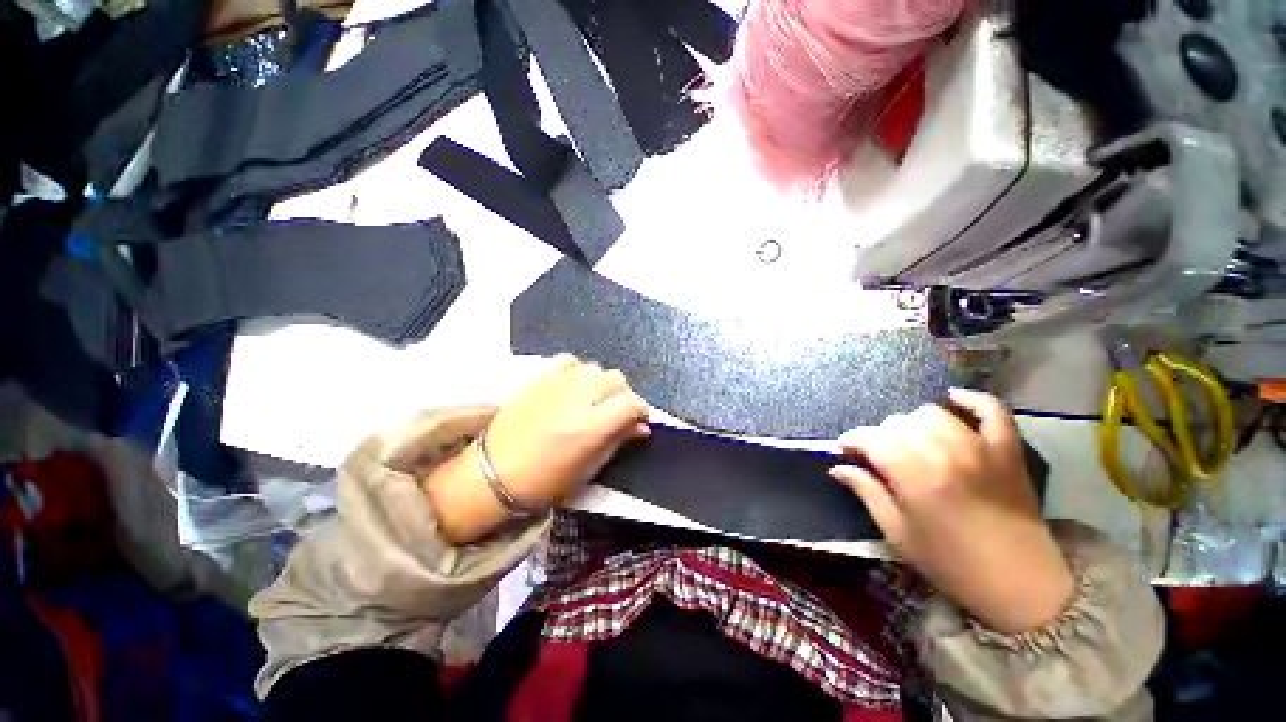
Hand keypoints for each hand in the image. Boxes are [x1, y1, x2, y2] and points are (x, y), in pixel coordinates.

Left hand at [424, 355, 649, 542]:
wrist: (492, 475)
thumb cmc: (543, 484)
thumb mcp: (588, 469)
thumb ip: (618, 441)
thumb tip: (642, 427)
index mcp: (588, 428)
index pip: (630, 403)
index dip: (641, 410)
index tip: (638, 420)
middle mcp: (575, 400)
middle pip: (617, 379)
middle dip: (624, 395)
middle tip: (617, 412)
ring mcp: (555, 385)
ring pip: (596, 368)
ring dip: (602, 383)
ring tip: (594, 400)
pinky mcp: (538, 378)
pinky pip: (569, 361)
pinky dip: (578, 371)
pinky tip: (574, 386)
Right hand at [830, 389, 1073, 633]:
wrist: (1020, 584)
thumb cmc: (951, 563)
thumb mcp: (898, 534)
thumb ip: (867, 492)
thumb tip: (838, 467)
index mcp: (916, 476)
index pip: (871, 438)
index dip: (851, 440)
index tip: (844, 450)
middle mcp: (946, 453)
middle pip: (898, 423)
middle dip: (880, 436)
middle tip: (879, 457)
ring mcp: (981, 447)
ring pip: (932, 413)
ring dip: (913, 424)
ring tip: (911, 442)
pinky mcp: (1008, 449)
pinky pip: (992, 410)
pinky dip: (972, 400)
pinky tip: (953, 399)